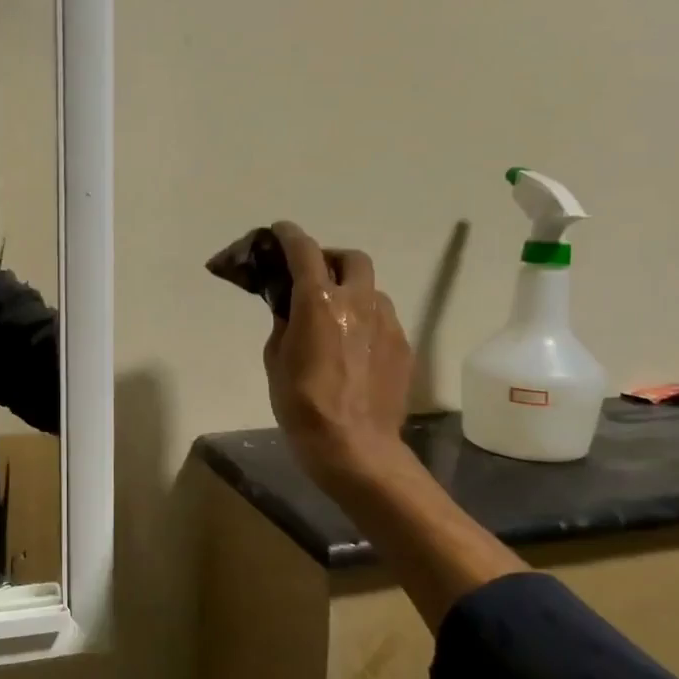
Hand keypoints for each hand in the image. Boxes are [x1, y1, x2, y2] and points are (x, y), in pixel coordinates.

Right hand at [263, 221, 413, 487]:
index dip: (289, 235)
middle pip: (351, 258)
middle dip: (330, 258)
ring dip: (351, 289)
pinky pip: (383, 318)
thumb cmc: (302, 404)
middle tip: (312, 277)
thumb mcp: (275, 359)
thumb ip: (284, 323)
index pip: (304, 251)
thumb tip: (290, 309)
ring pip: (371, 288)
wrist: (354, 447)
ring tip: (334, 315)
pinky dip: (365, 318)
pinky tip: (352, 345)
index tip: (279, 231)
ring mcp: (387, 322)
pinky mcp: (403, 345)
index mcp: (319, 301)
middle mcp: (358, 301)